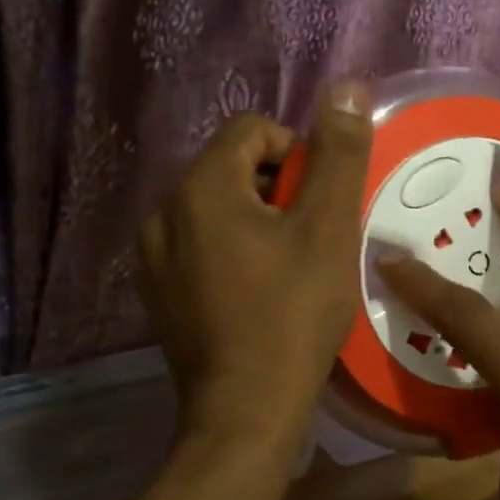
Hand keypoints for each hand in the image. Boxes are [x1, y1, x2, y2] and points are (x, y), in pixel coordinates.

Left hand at [139, 83, 371, 439]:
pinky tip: (258, 292)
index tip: (320, 204)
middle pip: (233, 167)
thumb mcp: (329, 228)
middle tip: (311, 238)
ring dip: (258, 220)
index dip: (298, 154)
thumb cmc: (294, 313)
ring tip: (289, 267)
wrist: (245, 410)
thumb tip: (346, 88)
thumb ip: (339, 154)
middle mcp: (164, 211)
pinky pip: (201, 244)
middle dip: (279, 189)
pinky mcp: (157, 291)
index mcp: (201, 187)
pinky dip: (234, 250)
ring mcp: (153, 256)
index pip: (253, 130)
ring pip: (217, 207)